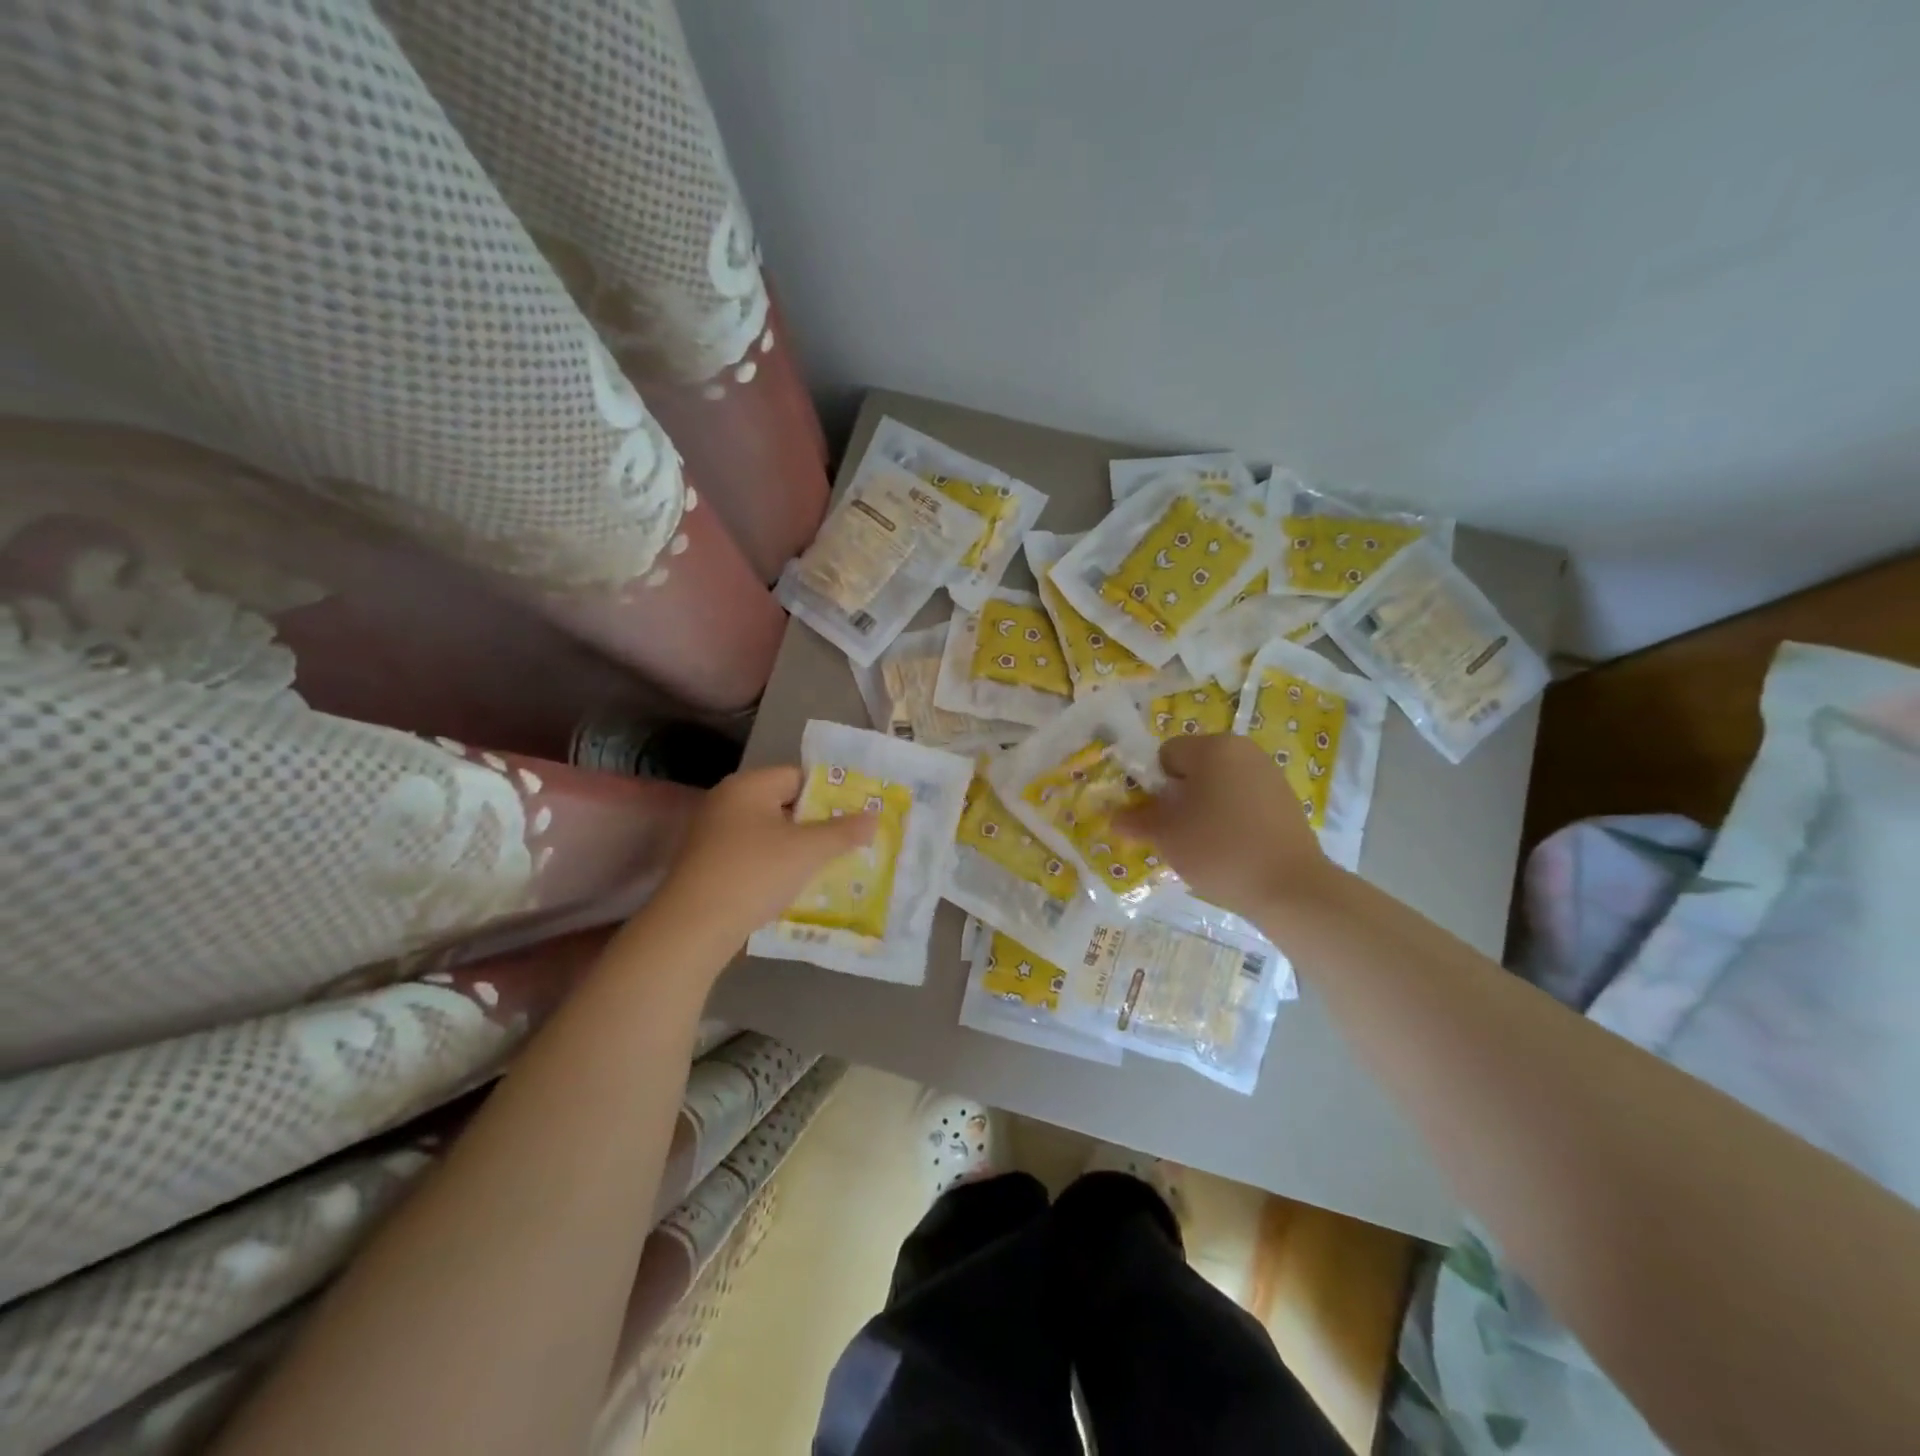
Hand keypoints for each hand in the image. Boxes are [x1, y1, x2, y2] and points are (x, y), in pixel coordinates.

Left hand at [658, 766, 875, 941]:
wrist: (693, 927)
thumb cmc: (754, 874)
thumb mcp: (807, 851)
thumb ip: (843, 831)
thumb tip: (873, 816)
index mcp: (748, 786)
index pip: (798, 776)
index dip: (830, 794)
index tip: (856, 816)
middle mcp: (727, 802)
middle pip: (784, 804)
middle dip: (817, 823)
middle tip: (849, 841)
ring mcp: (712, 834)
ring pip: (769, 833)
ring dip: (797, 848)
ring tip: (828, 865)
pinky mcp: (707, 865)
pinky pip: (752, 855)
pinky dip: (774, 865)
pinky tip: (793, 886)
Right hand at [1116, 733, 1332, 918]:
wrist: (1290, 887)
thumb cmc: (1219, 849)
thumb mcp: (1166, 835)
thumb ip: (1136, 820)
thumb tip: (1114, 817)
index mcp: (1213, 747)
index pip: (1166, 755)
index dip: (1152, 785)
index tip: (1156, 817)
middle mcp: (1244, 751)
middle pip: (1194, 768)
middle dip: (1179, 797)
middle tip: (1175, 833)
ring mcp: (1270, 775)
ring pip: (1219, 786)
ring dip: (1204, 808)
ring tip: (1202, 845)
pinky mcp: (1286, 801)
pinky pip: (1243, 801)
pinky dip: (1230, 818)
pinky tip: (1230, 849)